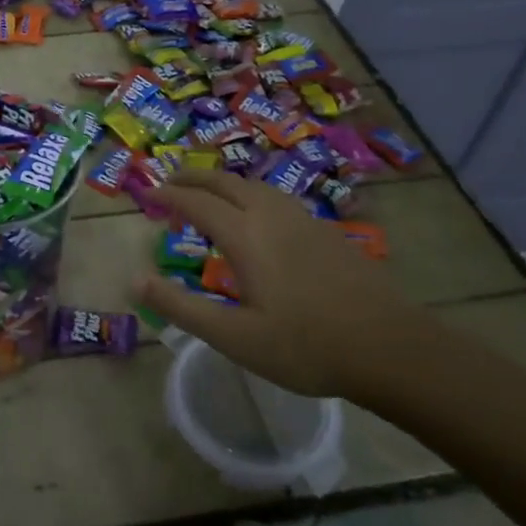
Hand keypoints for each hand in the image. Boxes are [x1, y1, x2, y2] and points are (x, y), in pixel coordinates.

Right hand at [136, 169, 429, 402]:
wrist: (390, 347)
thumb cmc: (305, 346)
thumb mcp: (233, 336)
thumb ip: (181, 307)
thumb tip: (135, 280)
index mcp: (246, 236)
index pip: (198, 203)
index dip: (170, 195)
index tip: (148, 194)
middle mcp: (273, 216)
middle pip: (226, 183)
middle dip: (194, 177)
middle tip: (170, 181)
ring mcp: (305, 221)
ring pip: (255, 186)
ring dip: (224, 182)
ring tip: (208, 192)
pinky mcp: (327, 231)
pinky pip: (277, 198)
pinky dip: (250, 194)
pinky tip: (257, 215)